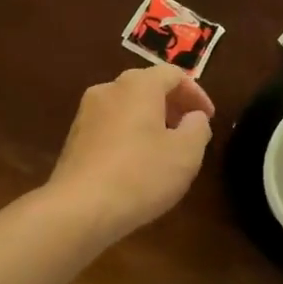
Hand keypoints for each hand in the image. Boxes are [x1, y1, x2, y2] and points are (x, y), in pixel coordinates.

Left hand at [47, 64, 214, 237]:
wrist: (79, 208)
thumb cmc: (140, 174)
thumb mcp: (186, 153)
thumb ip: (198, 128)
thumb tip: (194, 117)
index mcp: (138, 85)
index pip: (173, 75)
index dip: (196, 94)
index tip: (208, 118)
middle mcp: (108, 90)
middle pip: (147, 87)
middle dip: (172, 106)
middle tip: (189, 131)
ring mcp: (86, 113)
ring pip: (126, 107)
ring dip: (150, 121)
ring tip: (165, 150)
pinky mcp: (74, 138)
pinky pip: (110, 127)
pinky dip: (129, 135)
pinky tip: (136, 165)